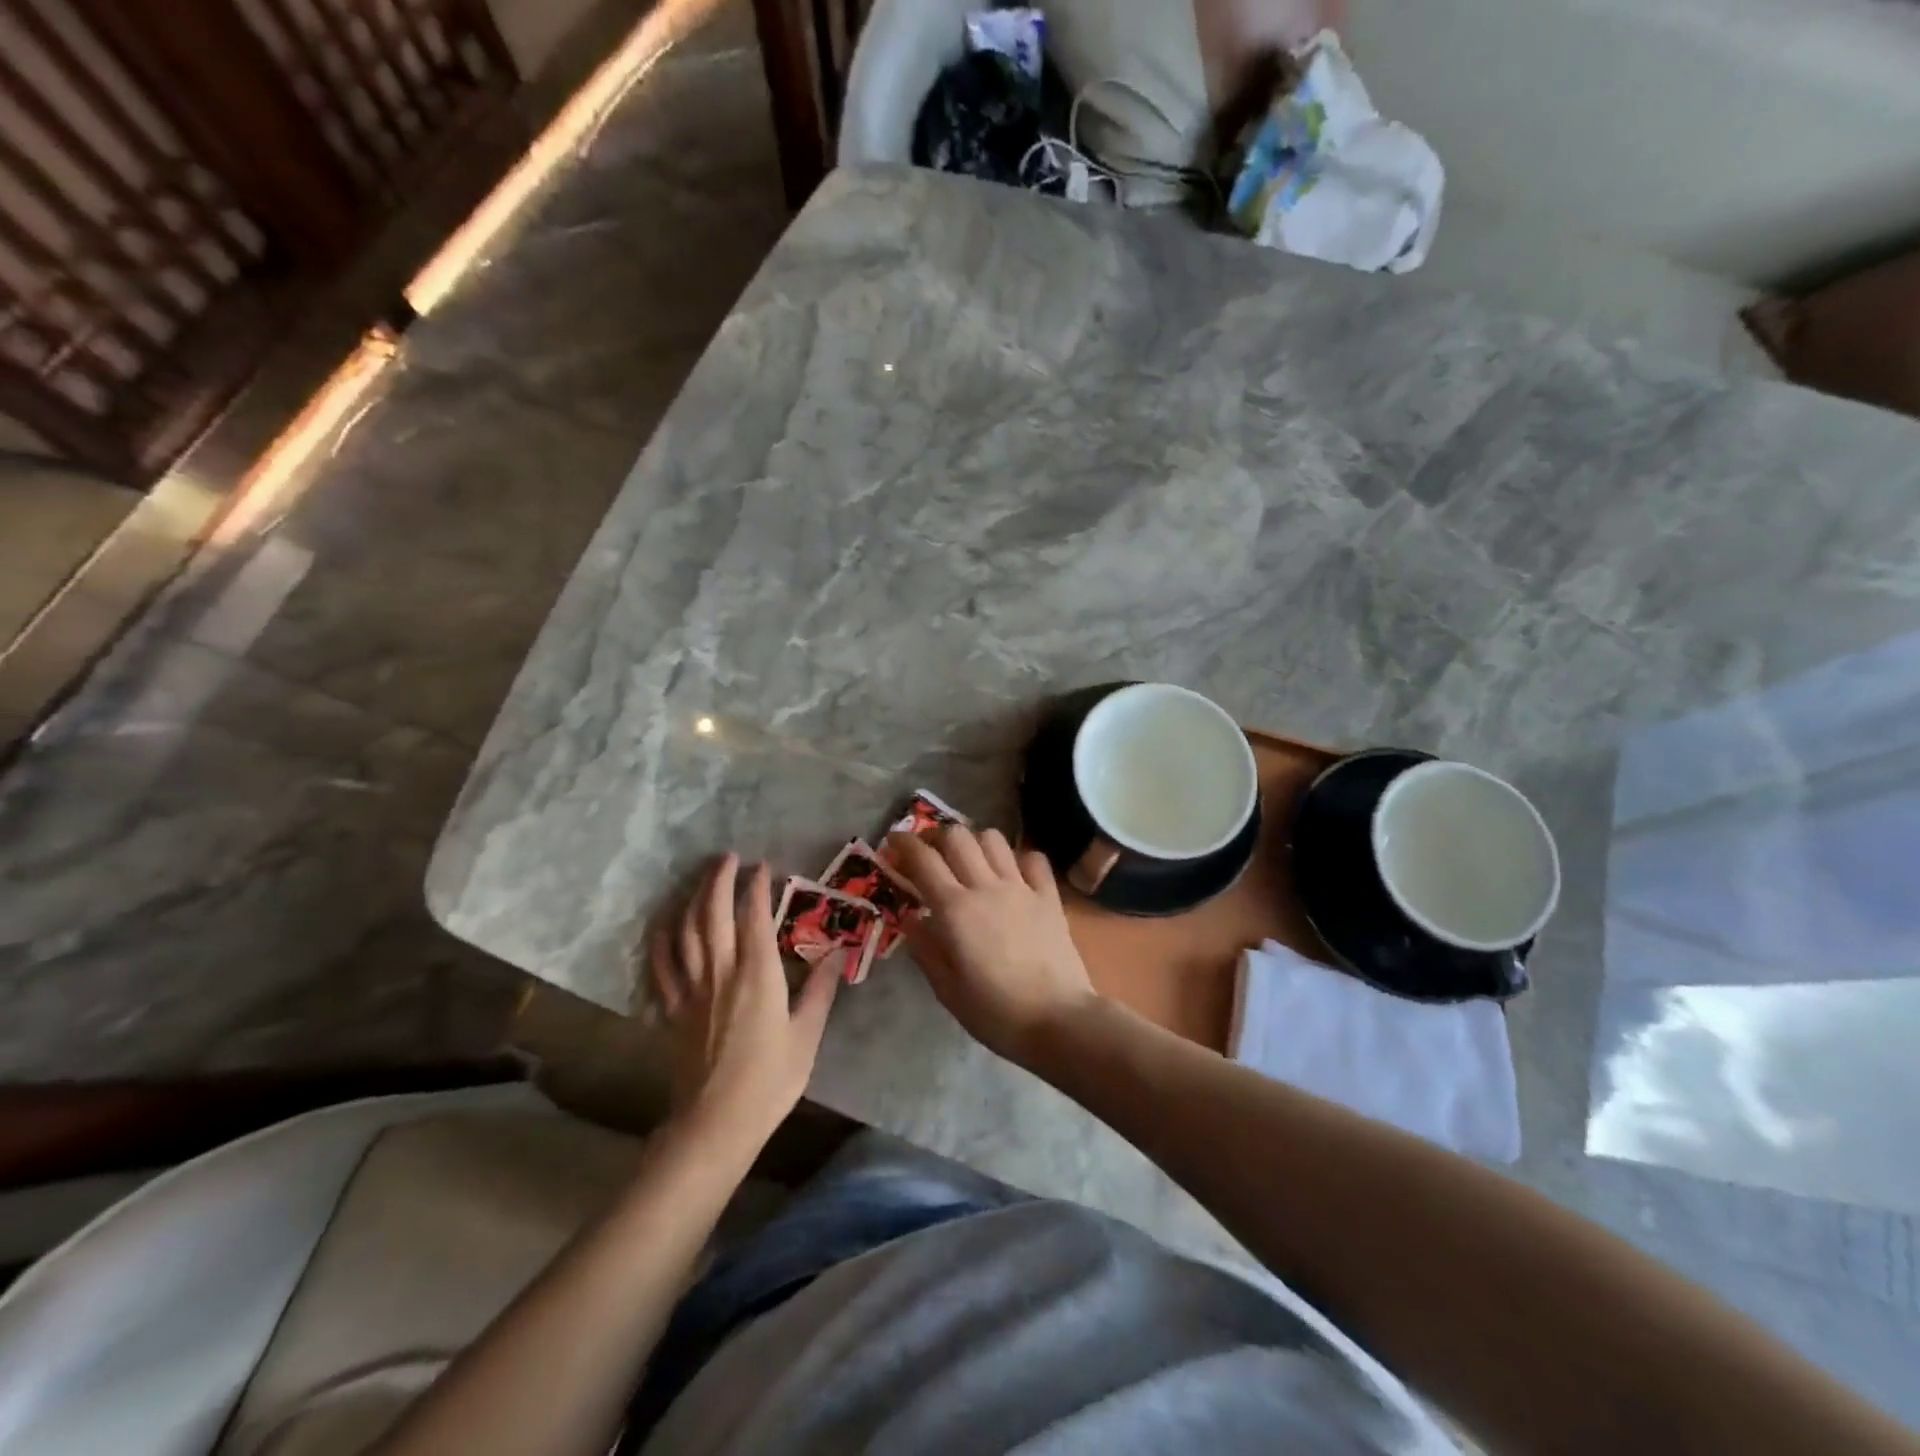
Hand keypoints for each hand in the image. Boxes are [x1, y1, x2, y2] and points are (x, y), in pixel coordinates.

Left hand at [650, 854, 838, 1146]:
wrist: (715, 1124)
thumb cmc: (769, 1080)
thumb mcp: (807, 1036)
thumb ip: (820, 990)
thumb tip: (837, 953)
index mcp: (758, 975)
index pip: (755, 917)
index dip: (757, 887)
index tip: (763, 866)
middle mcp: (721, 972)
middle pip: (712, 913)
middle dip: (719, 879)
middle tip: (728, 857)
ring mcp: (691, 989)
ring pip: (684, 930)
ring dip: (691, 898)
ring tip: (701, 878)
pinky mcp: (672, 1008)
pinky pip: (661, 963)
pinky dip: (662, 937)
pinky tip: (666, 922)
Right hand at [887, 826, 1097, 1063]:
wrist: (1058, 1020)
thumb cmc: (996, 1012)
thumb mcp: (947, 990)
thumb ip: (925, 949)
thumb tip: (909, 918)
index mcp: (955, 910)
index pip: (923, 860)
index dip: (904, 843)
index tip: (893, 841)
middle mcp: (986, 887)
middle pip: (958, 837)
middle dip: (937, 836)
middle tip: (930, 852)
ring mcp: (1021, 887)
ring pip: (994, 839)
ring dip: (976, 842)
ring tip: (971, 860)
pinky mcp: (1049, 896)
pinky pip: (1034, 859)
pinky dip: (1019, 859)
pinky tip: (1014, 875)